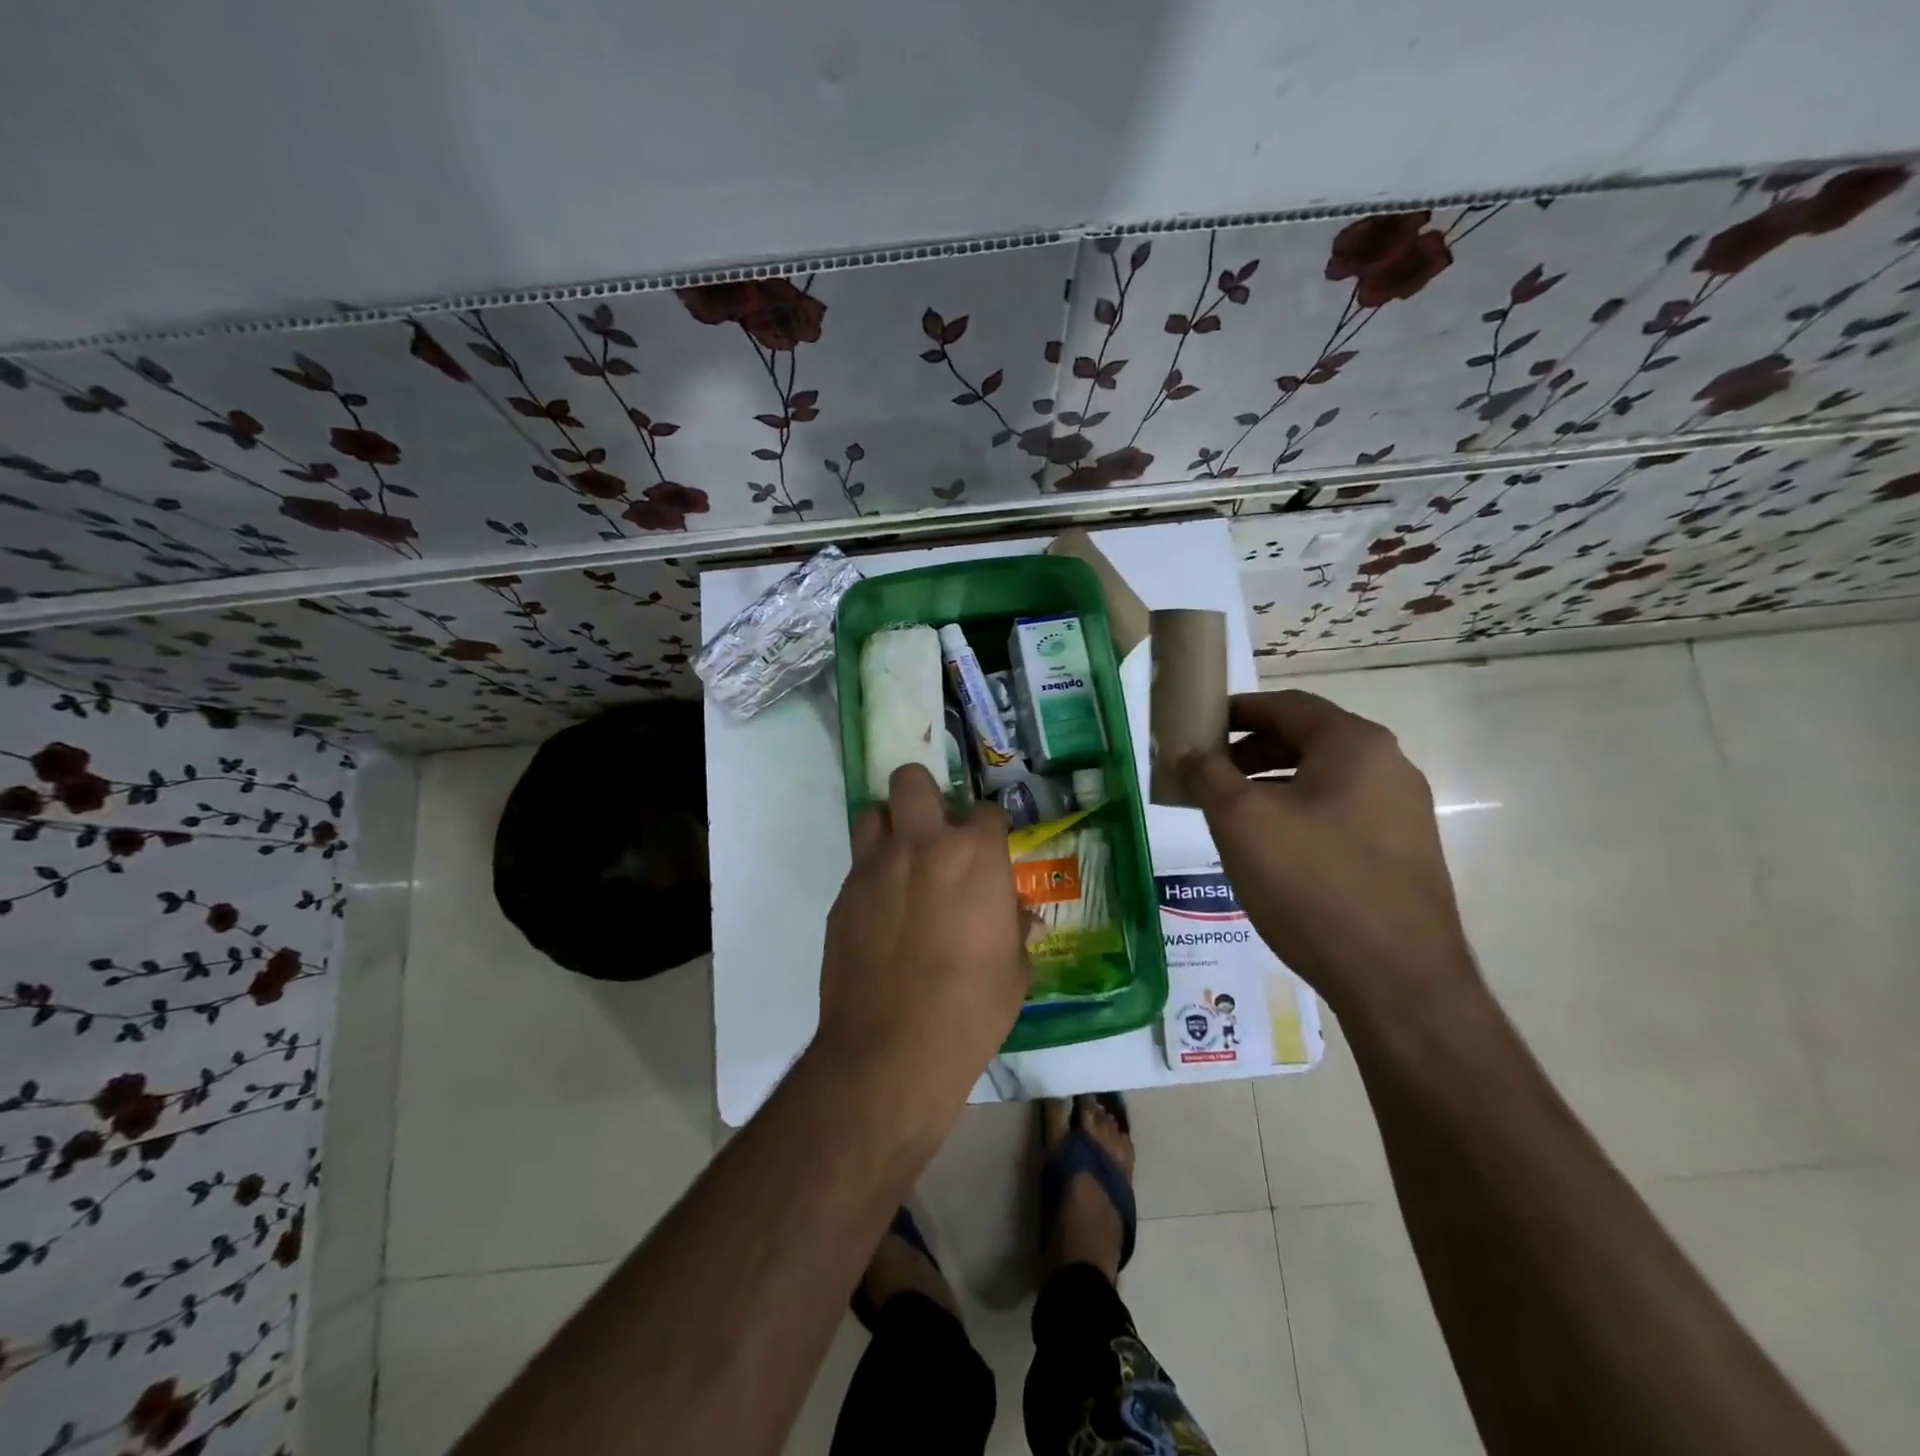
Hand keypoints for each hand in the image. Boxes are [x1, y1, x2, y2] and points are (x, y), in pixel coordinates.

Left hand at [815, 764, 1031, 1126]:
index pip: (987, 811)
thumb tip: (1017, 918)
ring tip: (902, 861)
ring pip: (872, 813)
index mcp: (974, 856)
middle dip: (925, 794)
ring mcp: (874, 868)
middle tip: (935, 829)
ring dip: (890, 827)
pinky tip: (882, 913)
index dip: (991, 828)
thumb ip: (1014, 930)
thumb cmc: (972, 1008)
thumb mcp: (1014, 971)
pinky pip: (857, 866)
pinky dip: (873, 876)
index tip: (991, 848)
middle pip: (911, 780)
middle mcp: (921, 845)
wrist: (893, 1048)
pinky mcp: (842, 896)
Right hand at [1181, 690, 1477, 1021]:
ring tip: (1231, 817)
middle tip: (1208, 777)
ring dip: (1271, 787)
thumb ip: (1207, 775)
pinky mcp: (1402, 853)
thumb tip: (1187, 753)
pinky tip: (1272, 852)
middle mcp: (1388, 767)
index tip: (1198, 728)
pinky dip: (1298, 815)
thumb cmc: (1312, 883)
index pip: (1287, 705)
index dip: (1236, 711)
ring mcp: (1402, 813)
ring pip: (1322, 781)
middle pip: (1306, 741)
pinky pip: (1339, 815)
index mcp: (1355, 745)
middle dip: (1250, 753)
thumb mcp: (1241, 821)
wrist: (1397, 980)